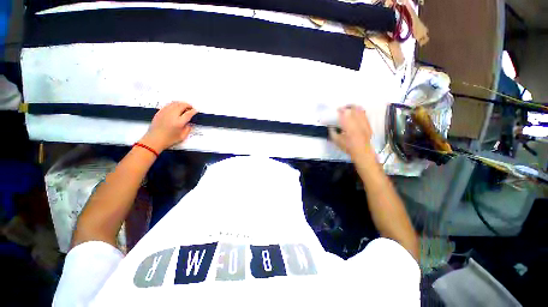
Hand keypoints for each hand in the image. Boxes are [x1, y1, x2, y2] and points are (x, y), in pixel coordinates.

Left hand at [139, 101, 197, 152]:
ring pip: (175, 103)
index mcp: (179, 122)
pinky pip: (168, 105)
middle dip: (188, 105)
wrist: (154, 140)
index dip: (194, 111)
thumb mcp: (182, 136)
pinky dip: (174, 104)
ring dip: (181, 103)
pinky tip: (176, 107)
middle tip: (191, 108)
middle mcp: (172, 115)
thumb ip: (188, 129)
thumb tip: (189, 123)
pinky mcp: (160, 112)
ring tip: (184, 106)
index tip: (196, 110)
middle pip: (182, 105)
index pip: (188, 113)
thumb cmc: (169, 140)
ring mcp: (165, 112)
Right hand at [329, 105, 374, 160]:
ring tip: (351, 107)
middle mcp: (357, 123)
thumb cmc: (348, 147)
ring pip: (360, 111)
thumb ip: (332, 132)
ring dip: (355, 108)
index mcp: (348, 126)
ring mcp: (364, 124)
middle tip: (343, 107)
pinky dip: (361, 112)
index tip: (337, 109)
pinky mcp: (368, 125)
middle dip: (348, 107)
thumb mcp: (337, 141)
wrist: (361, 152)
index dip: (341, 110)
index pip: (344, 114)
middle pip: (353, 110)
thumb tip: (330, 127)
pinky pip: (365, 116)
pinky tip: (359, 112)